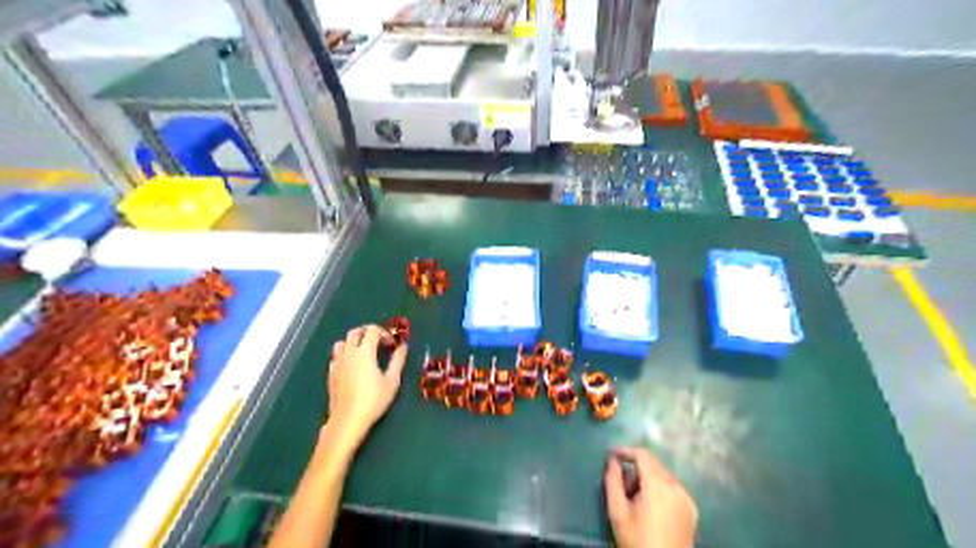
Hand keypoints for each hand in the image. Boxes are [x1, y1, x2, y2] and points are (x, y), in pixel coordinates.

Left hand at [326, 324, 405, 446]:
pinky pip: (336, 356)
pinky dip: (345, 354)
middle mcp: (349, 353)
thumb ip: (398, 360)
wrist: (348, 419)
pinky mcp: (331, 373)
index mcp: (365, 352)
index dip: (383, 332)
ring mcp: (337, 363)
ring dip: (353, 341)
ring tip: (364, 351)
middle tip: (378, 342)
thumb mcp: (392, 381)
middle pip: (355, 332)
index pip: (372, 330)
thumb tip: (403, 346)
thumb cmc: (374, 400)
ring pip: (342, 342)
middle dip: (367, 332)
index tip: (391, 344)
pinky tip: (352, 365)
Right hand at [608, 448, 697, 545]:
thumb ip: (612, 481)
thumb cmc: (638, 541)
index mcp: (658, 484)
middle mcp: (676, 486)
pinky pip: (672, 488)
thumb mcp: (617, 512)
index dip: (625, 450)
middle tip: (621, 486)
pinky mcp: (692, 509)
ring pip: (662, 475)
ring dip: (647, 479)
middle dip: (635, 468)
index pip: (642, 454)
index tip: (611, 454)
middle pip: (652, 464)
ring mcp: (686, 498)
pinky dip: (659, 489)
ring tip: (634, 501)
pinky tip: (650, 508)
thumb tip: (612, 461)